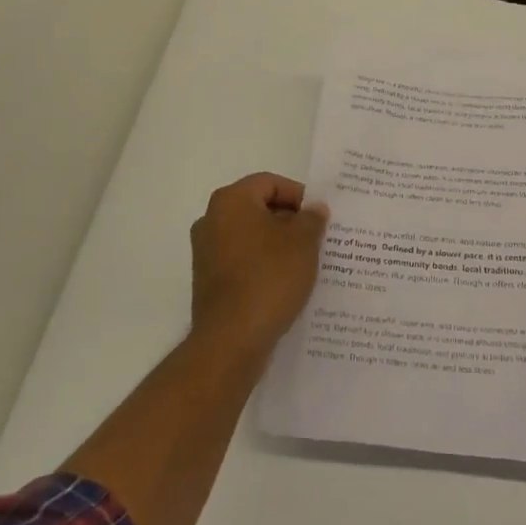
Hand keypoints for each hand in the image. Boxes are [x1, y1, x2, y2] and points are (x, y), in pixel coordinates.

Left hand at [190, 172, 328, 352]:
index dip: (298, 195)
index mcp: (231, 201)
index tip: (319, 216)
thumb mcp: (303, 242)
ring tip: (305, 261)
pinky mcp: (207, 280)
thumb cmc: (269, 278)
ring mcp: (206, 252)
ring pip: (250, 236)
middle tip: (316, 237)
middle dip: (289, 220)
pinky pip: (241, 261)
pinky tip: (284, 282)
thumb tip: (314, 209)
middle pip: (258, 208)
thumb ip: (312, 218)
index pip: (270, 183)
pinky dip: (262, 265)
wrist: (231, 341)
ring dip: (277, 244)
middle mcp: (211, 220)